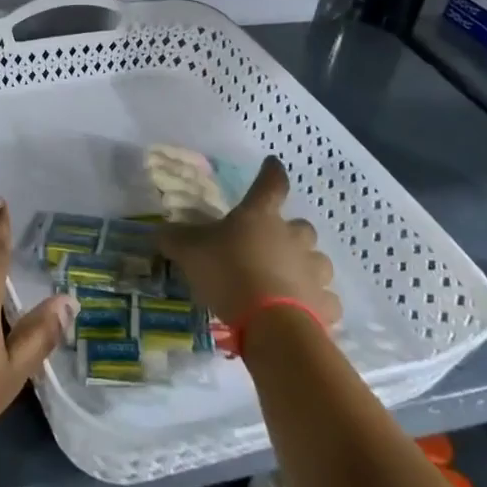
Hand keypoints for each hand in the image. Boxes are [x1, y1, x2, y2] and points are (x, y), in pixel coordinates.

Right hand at [156, 156, 341, 328]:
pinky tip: (301, 311)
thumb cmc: (228, 273)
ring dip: (306, 267)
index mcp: (261, 216)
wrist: (270, 324)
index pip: (270, 183)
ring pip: (318, 262)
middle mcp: (293, 237)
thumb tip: (160, 231)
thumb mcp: (189, 251)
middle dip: (290, 233)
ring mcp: (314, 271)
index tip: (272, 163)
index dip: (271, 172)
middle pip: (301, 227)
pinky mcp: (325, 305)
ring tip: (288, 280)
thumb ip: (175, 239)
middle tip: (272, 245)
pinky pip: (325, 299)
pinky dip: (316, 303)